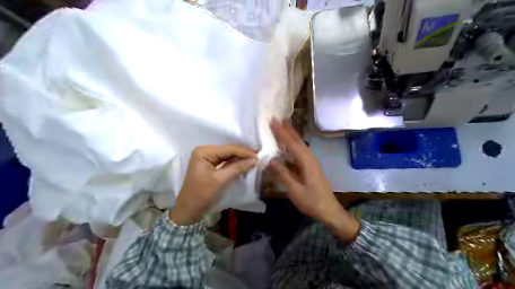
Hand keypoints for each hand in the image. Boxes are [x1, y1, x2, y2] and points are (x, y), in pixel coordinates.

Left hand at [171, 146, 255, 224]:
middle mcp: (204, 151)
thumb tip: (254, 159)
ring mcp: (206, 158)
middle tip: (258, 156)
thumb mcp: (220, 180)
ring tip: (254, 159)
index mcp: (204, 152)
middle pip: (228, 150)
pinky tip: (244, 163)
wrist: (188, 210)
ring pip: (227, 155)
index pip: (228, 149)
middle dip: (242, 154)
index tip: (258, 155)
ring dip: (239, 158)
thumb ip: (237, 167)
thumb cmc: (202, 194)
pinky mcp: (208, 164)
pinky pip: (224, 161)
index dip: (244, 152)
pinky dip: (234, 163)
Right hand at [268, 119, 359, 241]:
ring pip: (300, 145)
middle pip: (297, 141)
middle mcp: (310, 159)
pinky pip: (300, 152)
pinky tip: (289, 145)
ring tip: (283, 126)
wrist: (329, 211)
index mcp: (307, 162)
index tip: (274, 122)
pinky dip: (293, 145)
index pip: (292, 144)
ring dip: (291, 135)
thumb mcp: (295, 190)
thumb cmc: (312, 201)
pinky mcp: (311, 167)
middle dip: (288, 130)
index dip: (282, 133)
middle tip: (278, 118)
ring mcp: (311, 163)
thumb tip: (270, 160)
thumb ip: (282, 175)